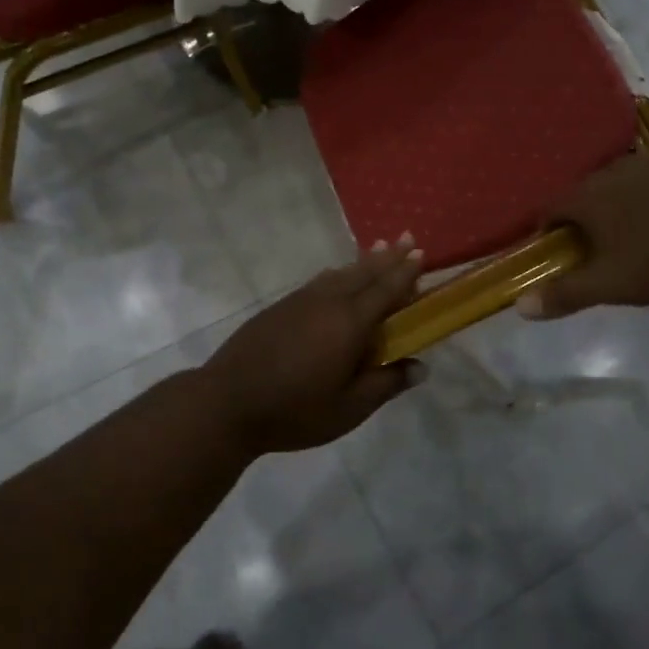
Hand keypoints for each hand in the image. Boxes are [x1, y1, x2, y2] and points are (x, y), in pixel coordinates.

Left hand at [201, 237, 424, 455]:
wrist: (227, 402)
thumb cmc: (294, 410)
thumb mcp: (348, 409)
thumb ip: (386, 384)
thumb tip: (420, 367)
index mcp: (350, 323)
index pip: (386, 290)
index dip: (405, 273)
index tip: (420, 254)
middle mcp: (327, 302)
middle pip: (364, 273)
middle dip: (388, 257)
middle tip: (407, 238)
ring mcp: (300, 301)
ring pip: (340, 274)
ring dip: (363, 262)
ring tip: (379, 249)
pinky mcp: (279, 307)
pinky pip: (319, 281)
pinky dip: (338, 274)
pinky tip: (337, 276)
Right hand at [517, 155, 648, 318]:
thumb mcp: (612, 284)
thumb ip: (566, 294)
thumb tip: (519, 306)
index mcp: (587, 196)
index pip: (549, 208)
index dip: (546, 232)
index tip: (555, 255)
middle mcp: (611, 172)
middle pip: (582, 194)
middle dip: (581, 220)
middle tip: (594, 252)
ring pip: (617, 186)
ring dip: (615, 208)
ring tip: (631, 238)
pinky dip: (647, 201)